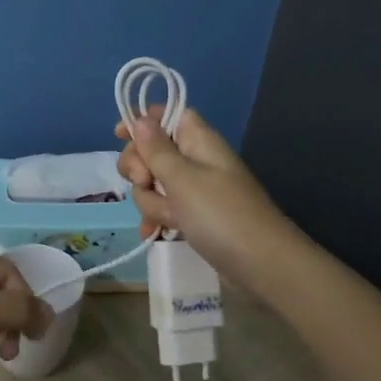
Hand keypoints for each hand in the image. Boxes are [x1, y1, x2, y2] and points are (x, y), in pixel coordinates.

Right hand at [116, 105, 296, 290]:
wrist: (261, 265)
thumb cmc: (221, 215)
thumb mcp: (183, 179)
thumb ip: (157, 149)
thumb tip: (141, 119)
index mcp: (199, 141)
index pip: (168, 115)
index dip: (143, 121)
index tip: (119, 136)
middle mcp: (196, 161)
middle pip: (152, 151)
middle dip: (140, 169)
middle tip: (145, 182)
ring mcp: (195, 191)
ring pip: (153, 185)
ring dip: (151, 202)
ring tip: (168, 220)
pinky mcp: (193, 217)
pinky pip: (164, 209)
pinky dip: (156, 219)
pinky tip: (152, 235)